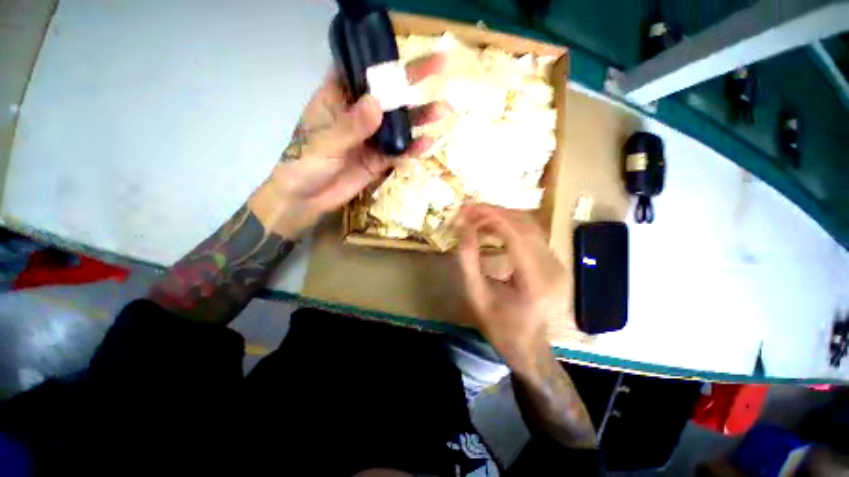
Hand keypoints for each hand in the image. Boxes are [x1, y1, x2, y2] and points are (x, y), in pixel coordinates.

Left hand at [248, 54, 447, 237]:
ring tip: (441, 111)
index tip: (404, 51)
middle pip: (387, 96)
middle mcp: (358, 116)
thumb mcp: (324, 143)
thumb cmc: (304, 164)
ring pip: (397, 125)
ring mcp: (370, 139)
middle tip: (439, 70)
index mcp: (338, 99)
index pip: (361, 71)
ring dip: (419, 118)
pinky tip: (427, 143)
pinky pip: (398, 152)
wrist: (307, 199)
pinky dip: (412, 148)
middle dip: (411, 84)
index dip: (381, 60)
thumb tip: (378, 103)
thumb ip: (351, 125)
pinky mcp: (378, 161)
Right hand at [458, 204, 572, 374]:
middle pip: (525, 224)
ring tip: (477, 216)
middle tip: (469, 209)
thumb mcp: (477, 296)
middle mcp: (553, 268)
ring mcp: (557, 263)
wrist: (529, 347)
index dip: (491, 216)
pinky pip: (532, 234)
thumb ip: (469, 260)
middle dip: (495, 212)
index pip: (516, 234)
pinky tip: (493, 227)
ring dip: (502, 216)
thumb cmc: (500, 327)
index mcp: (535, 281)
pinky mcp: (554, 262)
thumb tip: (463, 228)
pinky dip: (510, 225)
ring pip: (530, 225)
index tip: (468, 209)